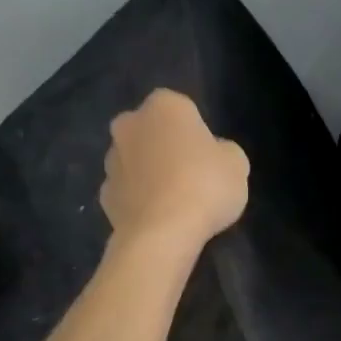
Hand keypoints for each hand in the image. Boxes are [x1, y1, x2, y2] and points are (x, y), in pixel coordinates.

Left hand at [101, 90, 248, 250]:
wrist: (161, 234)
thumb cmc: (205, 186)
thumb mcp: (237, 164)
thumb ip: (223, 151)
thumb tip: (211, 154)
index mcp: (165, 106)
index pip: (182, 108)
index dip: (196, 131)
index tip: (209, 154)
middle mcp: (130, 124)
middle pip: (151, 130)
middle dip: (164, 145)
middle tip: (191, 172)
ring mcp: (111, 160)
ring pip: (135, 160)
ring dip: (150, 172)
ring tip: (175, 201)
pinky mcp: (103, 194)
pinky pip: (127, 190)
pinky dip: (139, 199)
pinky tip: (159, 217)